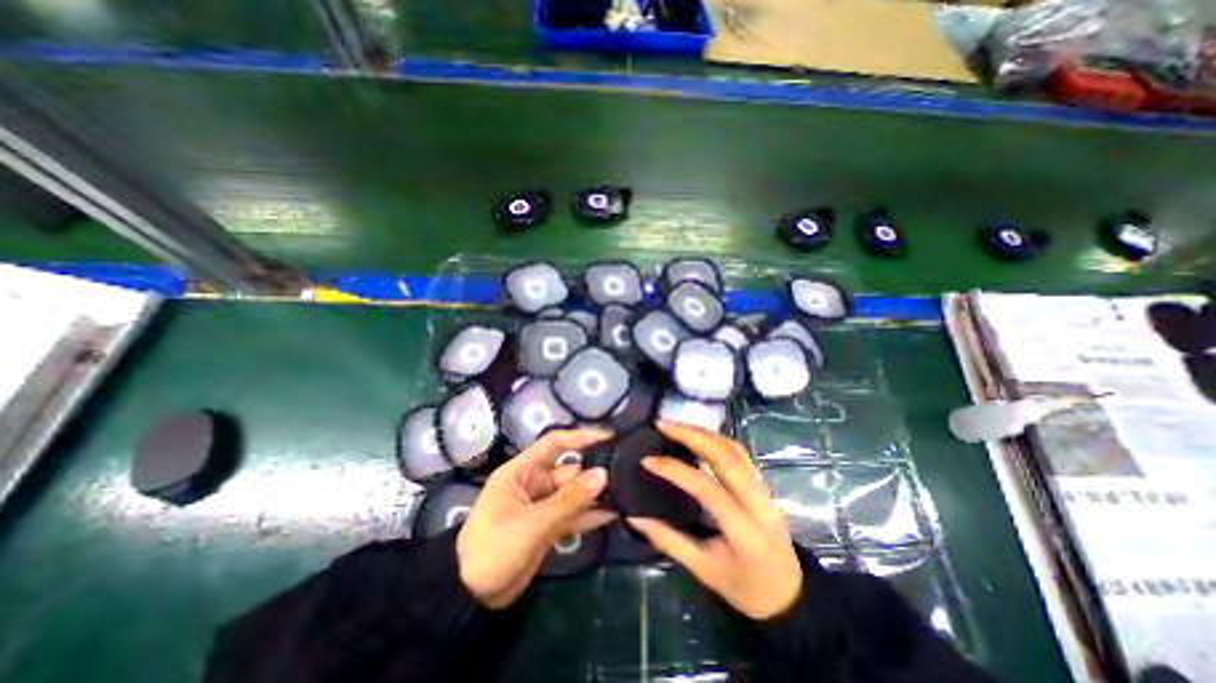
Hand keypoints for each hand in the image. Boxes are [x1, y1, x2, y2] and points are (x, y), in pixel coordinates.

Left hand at [458, 429, 617, 610]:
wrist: (470, 597)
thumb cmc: (493, 548)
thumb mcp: (532, 523)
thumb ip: (569, 500)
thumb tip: (603, 474)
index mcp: (522, 471)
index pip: (554, 443)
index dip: (580, 437)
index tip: (609, 437)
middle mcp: (533, 483)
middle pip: (569, 471)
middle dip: (594, 473)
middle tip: (624, 476)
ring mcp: (542, 505)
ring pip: (573, 494)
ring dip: (594, 495)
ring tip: (625, 494)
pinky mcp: (547, 526)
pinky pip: (572, 514)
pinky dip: (589, 515)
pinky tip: (613, 514)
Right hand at [627, 418, 803, 621]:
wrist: (790, 596)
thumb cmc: (745, 589)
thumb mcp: (704, 571)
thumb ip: (668, 541)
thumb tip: (634, 518)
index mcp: (745, 532)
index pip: (707, 489)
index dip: (675, 471)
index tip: (647, 460)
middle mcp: (759, 504)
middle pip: (726, 456)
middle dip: (692, 435)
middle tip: (662, 424)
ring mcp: (765, 490)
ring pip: (735, 449)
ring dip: (704, 432)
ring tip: (676, 426)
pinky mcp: (764, 484)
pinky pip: (740, 453)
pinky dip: (716, 439)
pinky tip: (698, 435)